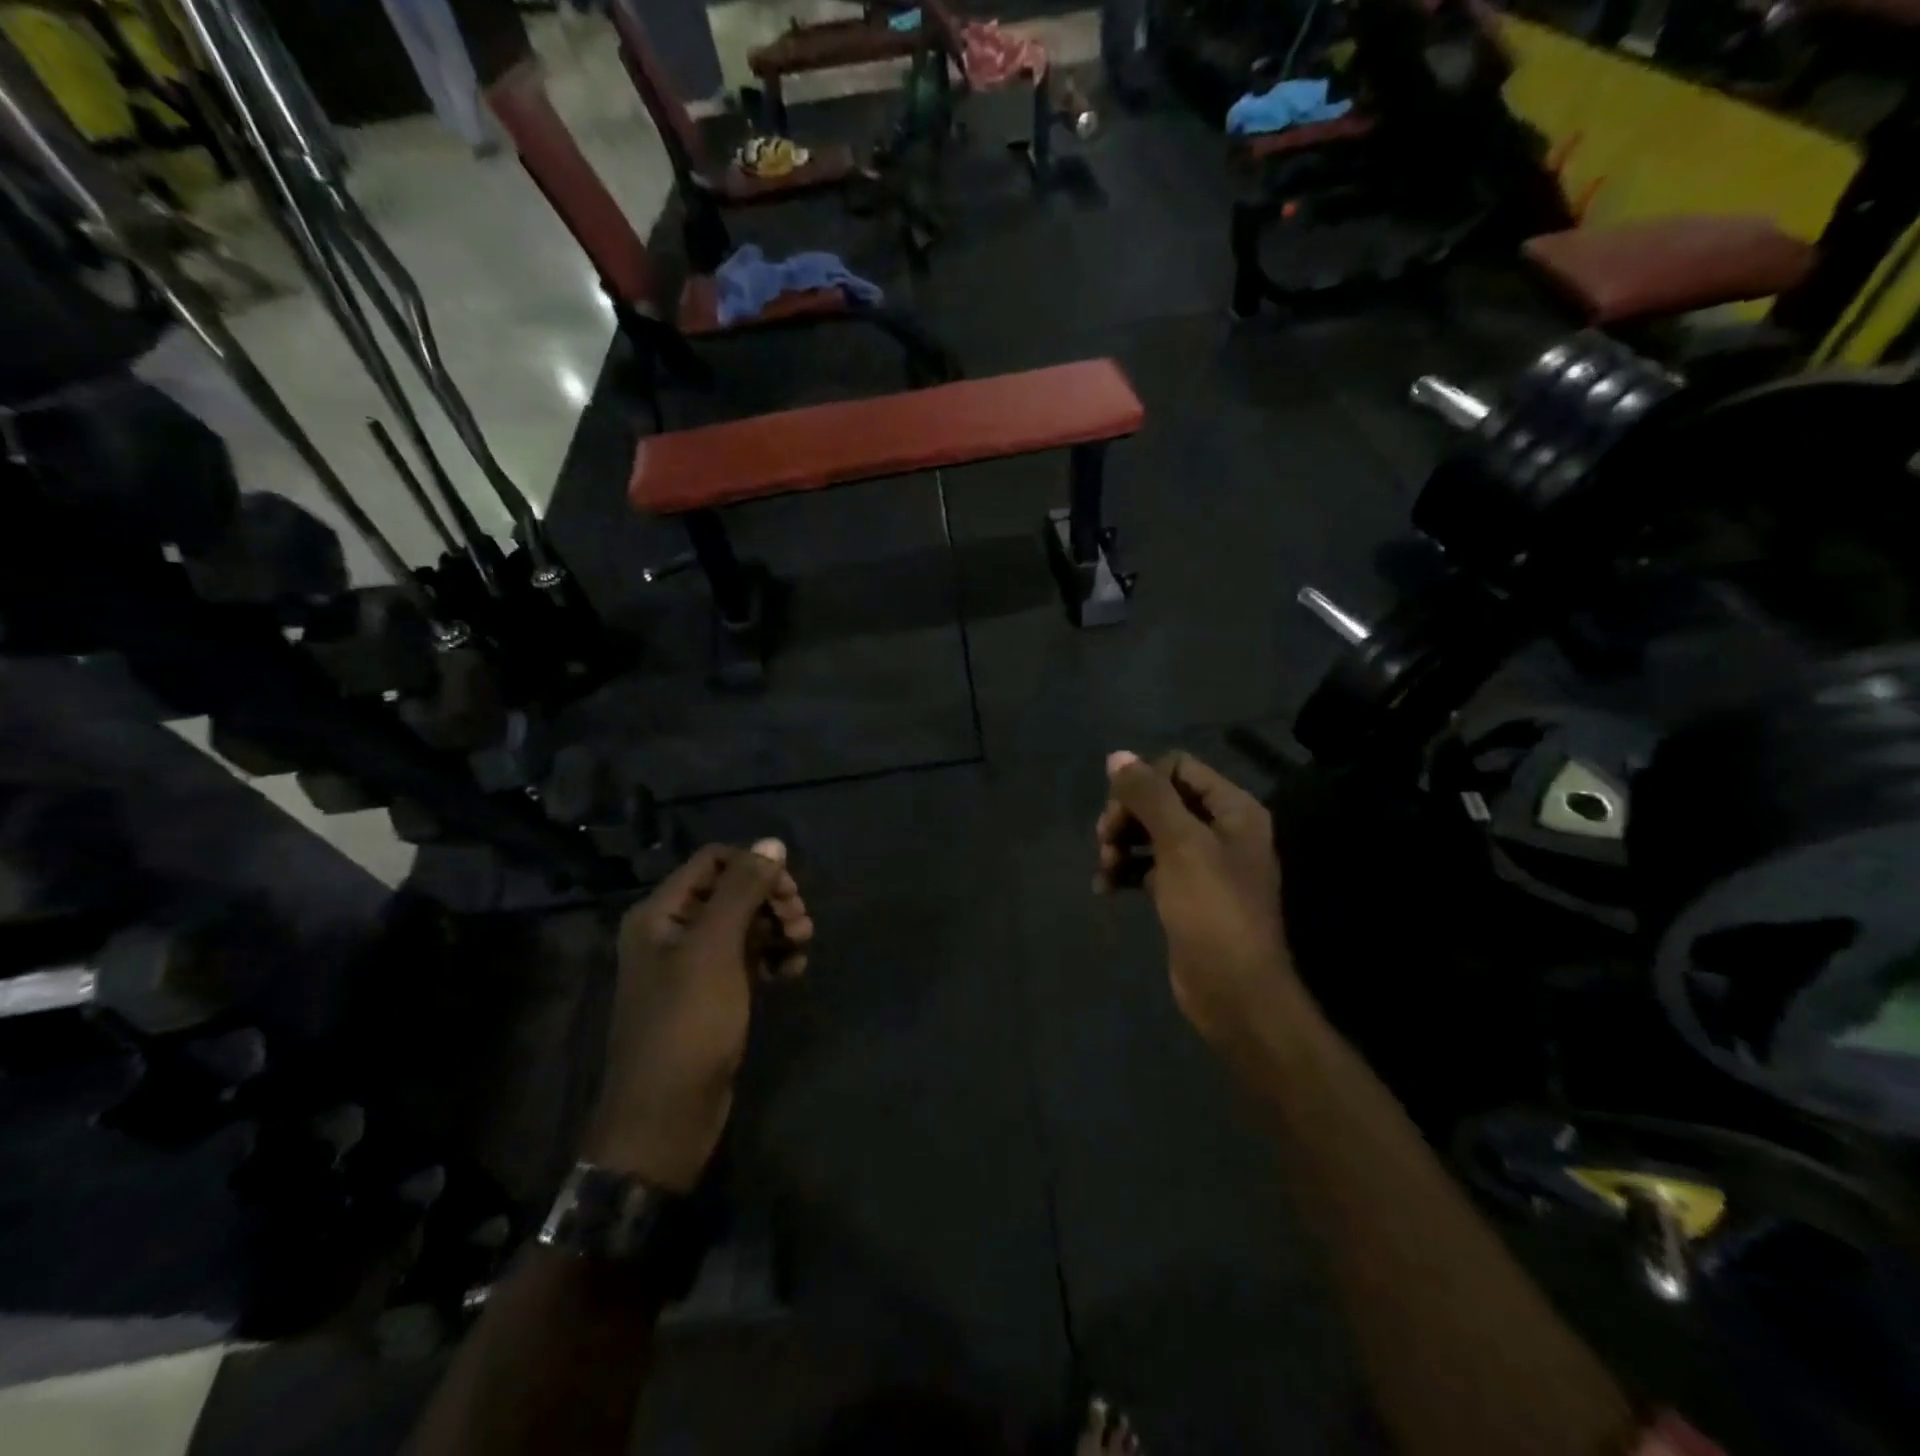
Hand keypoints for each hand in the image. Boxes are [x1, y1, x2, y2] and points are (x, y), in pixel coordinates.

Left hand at [582, 840, 812, 1190]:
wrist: (666, 1116)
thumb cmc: (686, 1024)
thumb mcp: (715, 949)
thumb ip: (743, 891)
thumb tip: (773, 842)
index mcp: (661, 912)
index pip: (714, 861)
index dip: (754, 866)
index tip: (788, 890)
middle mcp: (673, 931)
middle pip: (733, 891)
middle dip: (772, 899)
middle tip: (800, 922)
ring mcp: (694, 965)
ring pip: (746, 924)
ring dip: (778, 928)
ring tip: (802, 947)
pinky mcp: (713, 994)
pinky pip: (749, 958)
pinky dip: (773, 957)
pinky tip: (792, 971)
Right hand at [1095, 751, 1295, 1051]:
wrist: (1234, 992)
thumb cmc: (1212, 910)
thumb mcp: (1180, 844)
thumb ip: (1148, 795)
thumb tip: (1117, 756)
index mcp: (1233, 810)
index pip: (1179, 768)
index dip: (1144, 782)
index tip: (1119, 810)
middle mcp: (1221, 830)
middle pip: (1161, 800)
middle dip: (1127, 815)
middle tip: (1104, 840)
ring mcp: (1202, 864)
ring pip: (1150, 834)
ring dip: (1121, 843)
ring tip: (1104, 868)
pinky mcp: (1184, 894)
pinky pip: (1148, 866)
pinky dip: (1125, 871)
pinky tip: (1105, 887)